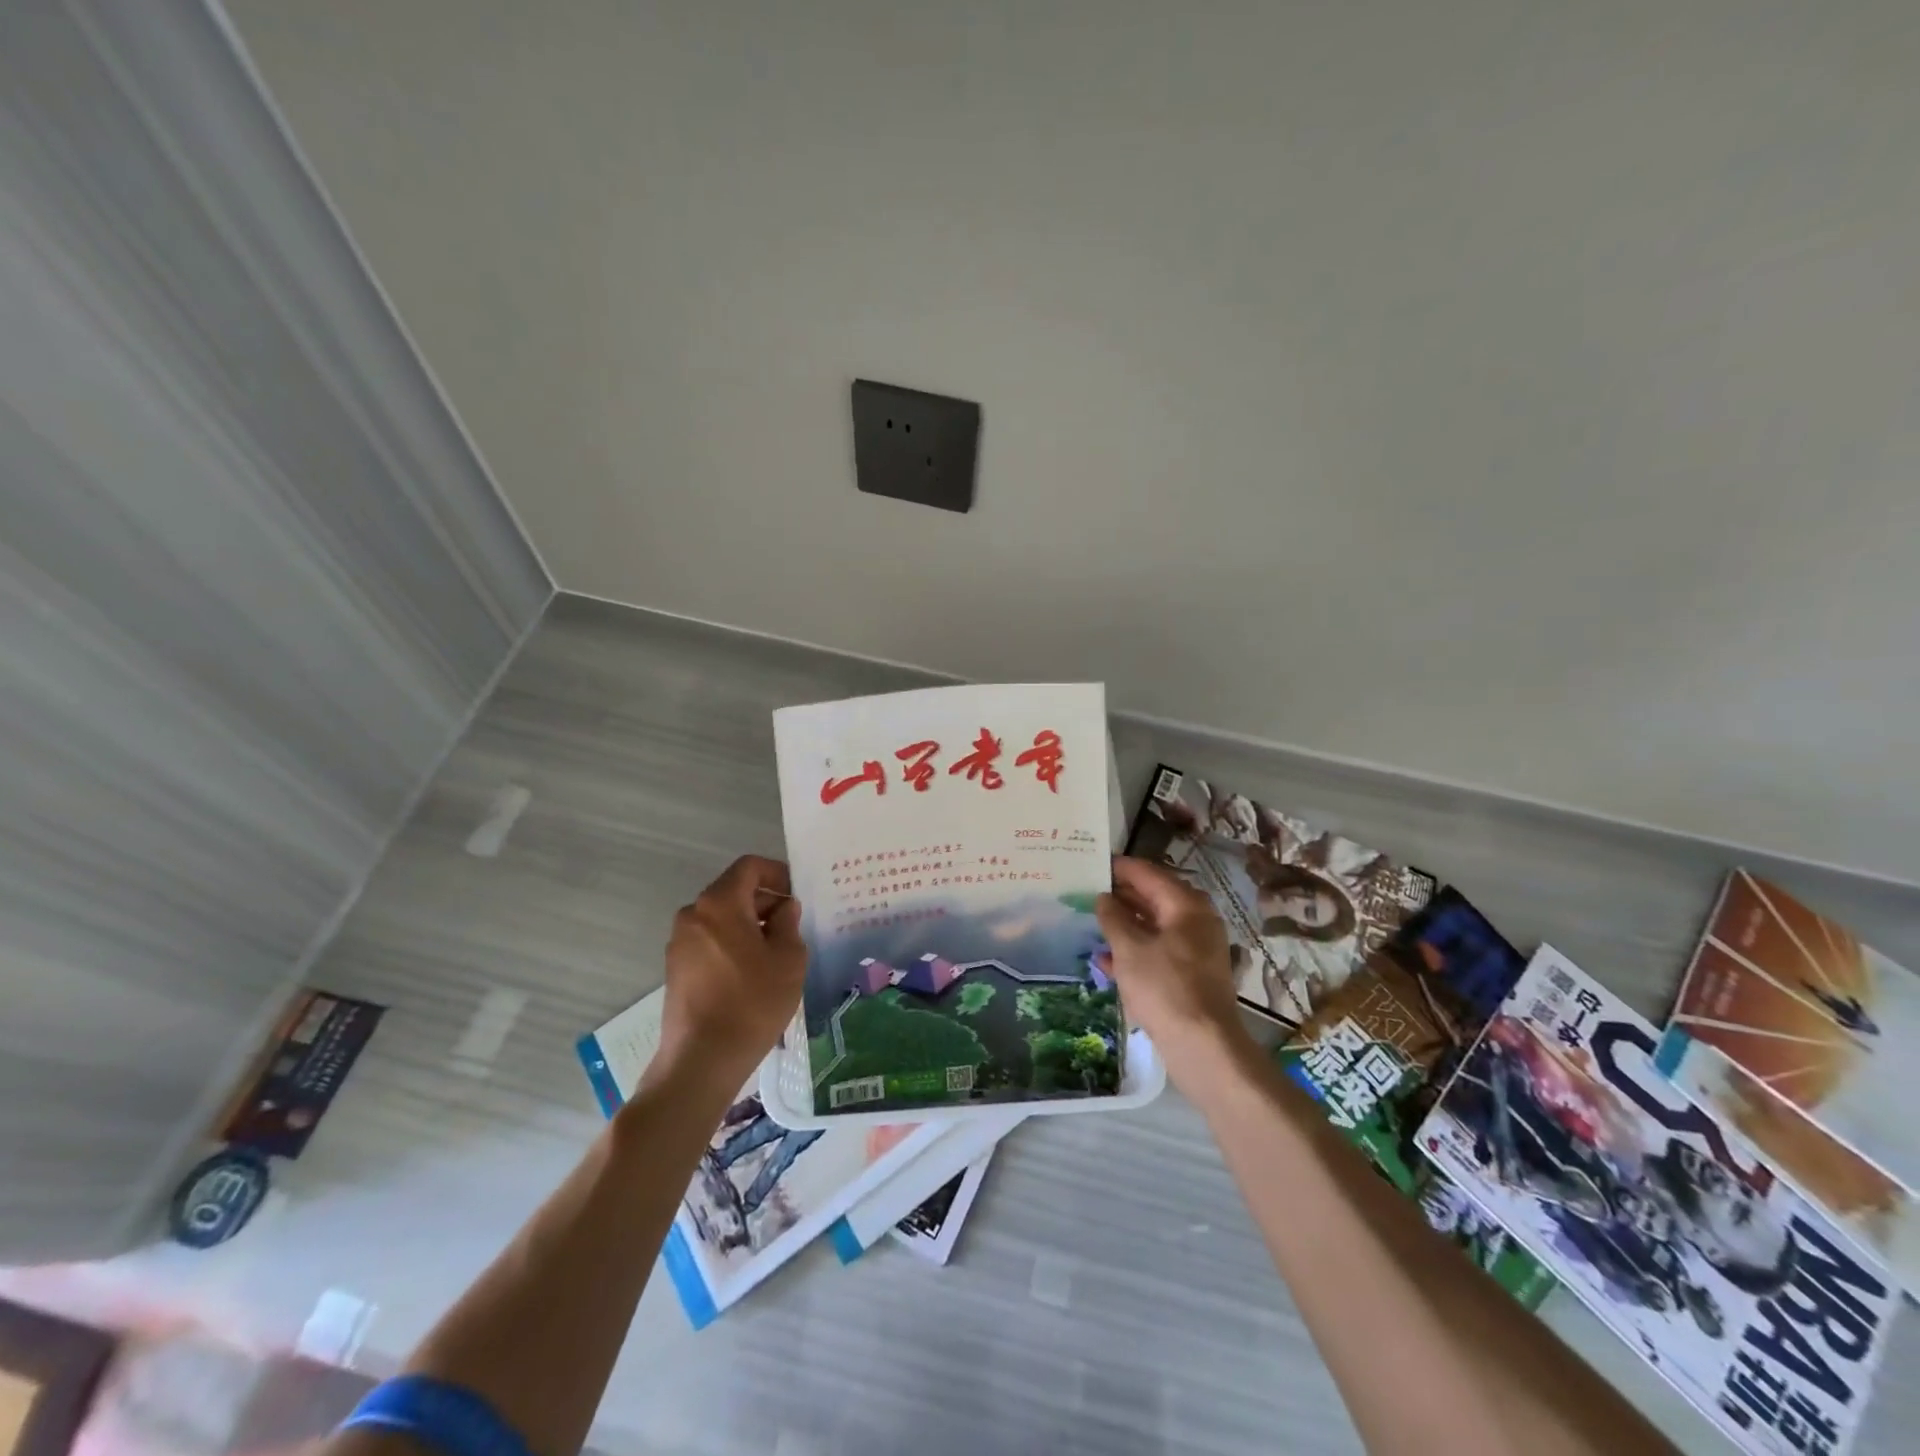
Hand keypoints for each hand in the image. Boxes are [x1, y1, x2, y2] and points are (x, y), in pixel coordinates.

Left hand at [654, 855, 807, 1090]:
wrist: (701, 1061)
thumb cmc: (752, 1002)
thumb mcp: (788, 959)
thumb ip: (789, 923)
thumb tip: (784, 908)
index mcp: (719, 903)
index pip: (749, 867)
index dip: (777, 873)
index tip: (797, 896)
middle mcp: (693, 914)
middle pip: (734, 891)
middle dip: (766, 902)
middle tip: (793, 927)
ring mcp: (679, 943)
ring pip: (722, 918)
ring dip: (750, 925)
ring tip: (776, 954)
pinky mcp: (676, 969)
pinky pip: (710, 941)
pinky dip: (732, 944)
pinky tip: (752, 974)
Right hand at [1096, 857, 1252, 1078]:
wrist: (1203, 1046)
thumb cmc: (1164, 988)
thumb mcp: (1129, 949)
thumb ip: (1113, 918)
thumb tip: (1103, 898)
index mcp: (1185, 905)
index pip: (1147, 873)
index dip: (1119, 868)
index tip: (1091, 863)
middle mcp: (1195, 920)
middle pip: (1153, 898)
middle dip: (1120, 896)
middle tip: (1086, 892)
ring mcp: (1195, 949)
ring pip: (1154, 926)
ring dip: (1124, 924)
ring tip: (1091, 922)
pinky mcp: (1190, 974)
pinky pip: (1158, 951)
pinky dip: (1134, 951)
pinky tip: (1105, 961)